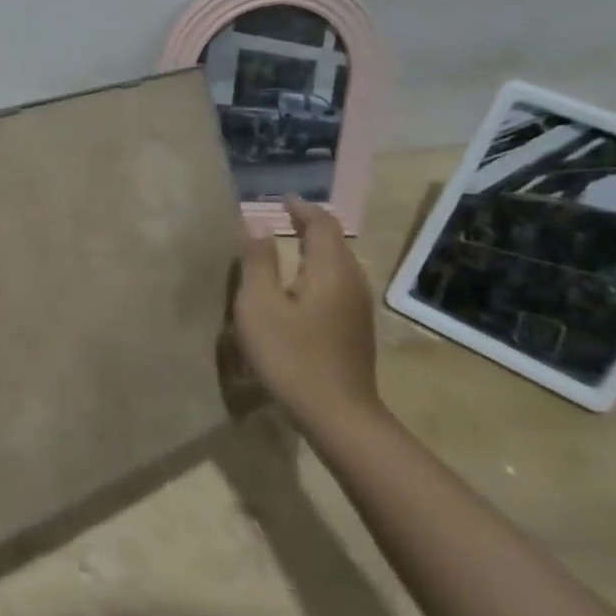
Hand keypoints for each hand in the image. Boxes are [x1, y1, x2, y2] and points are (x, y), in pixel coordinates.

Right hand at [231, 196, 382, 432]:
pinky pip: (338, 284)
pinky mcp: (355, 329)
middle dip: (310, 226)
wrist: (338, 415)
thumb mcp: (260, 305)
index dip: (301, 208)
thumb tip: (258, 224)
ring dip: (315, 250)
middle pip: (334, 242)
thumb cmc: (291, 355)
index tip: (281, 200)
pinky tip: (300, 288)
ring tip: (288, 248)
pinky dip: (319, 272)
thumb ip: (257, 261)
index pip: (321, 224)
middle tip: (282, 219)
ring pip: (339, 265)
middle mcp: (351, 282)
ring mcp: (358, 308)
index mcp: (330, 270)